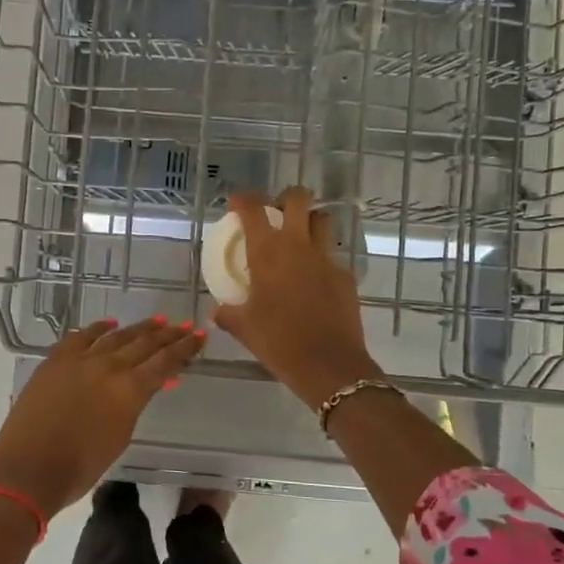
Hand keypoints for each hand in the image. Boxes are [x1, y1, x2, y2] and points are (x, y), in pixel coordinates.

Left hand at [0, 316, 206, 517]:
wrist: (29, 468)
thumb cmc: (79, 467)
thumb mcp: (120, 437)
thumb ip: (133, 406)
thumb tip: (142, 388)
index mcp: (130, 390)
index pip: (165, 362)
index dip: (184, 349)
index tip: (199, 336)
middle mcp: (109, 366)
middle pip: (145, 344)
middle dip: (167, 334)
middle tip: (184, 325)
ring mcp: (80, 360)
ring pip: (116, 336)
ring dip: (138, 329)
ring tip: (157, 321)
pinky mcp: (55, 360)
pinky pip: (81, 336)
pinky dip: (98, 328)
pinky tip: (109, 324)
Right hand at [210, 187, 379, 409]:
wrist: (328, 364)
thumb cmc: (278, 341)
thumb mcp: (244, 328)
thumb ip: (228, 314)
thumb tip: (217, 311)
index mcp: (267, 252)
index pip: (253, 209)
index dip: (243, 199)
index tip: (237, 203)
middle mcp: (298, 245)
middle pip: (298, 199)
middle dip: (287, 198)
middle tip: (277, 213)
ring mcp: (326, 259)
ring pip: (323, 221)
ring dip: (311, 221)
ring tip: (300, 238)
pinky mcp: (346, 277)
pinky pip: (333, 257)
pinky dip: (322, 260)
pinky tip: (315, 280)